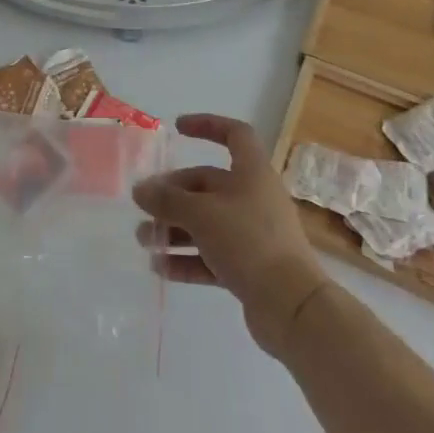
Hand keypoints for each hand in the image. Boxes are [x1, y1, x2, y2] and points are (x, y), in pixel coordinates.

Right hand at [133, 113, 328, 355]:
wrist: (292, 307)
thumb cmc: (248, 242)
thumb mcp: (202, 214)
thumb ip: (168, 200)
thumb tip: (141, 189)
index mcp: (252, 173)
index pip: (235, 134)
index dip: (207, 125)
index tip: (178, 129)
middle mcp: (254, 198)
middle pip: (208, 184)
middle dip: (173, 193)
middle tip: (144, 205)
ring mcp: (253, 234)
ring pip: (206, 222)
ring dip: (174, 228)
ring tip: (143, 239)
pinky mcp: (249, 267)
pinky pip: (212, 255)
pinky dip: (187, 259)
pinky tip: (159, 268)